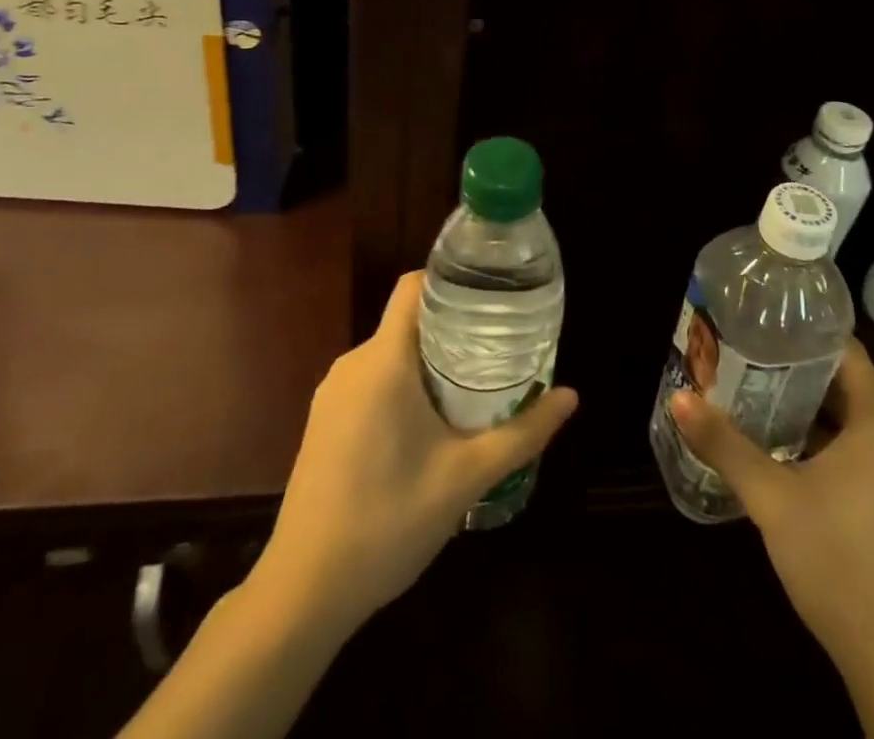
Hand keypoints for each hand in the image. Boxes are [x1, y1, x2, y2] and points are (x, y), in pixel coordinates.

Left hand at [259, 271, 578, 635]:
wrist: (303, 592)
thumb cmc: (388, 522)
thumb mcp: (466, 477)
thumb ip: (522, 433)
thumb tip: (571, 396)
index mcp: (383, 361)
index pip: (413, 286)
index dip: (451, 280)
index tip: (491, 295)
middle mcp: (352, 364)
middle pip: (408, 321)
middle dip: (453, 328)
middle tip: (498, 348)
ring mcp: (332, 394)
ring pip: (390, 353)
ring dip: (429, 361)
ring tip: (474, 385)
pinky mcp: (323, 422)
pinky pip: (371, 381)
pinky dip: (403, 385)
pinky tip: (429, 425)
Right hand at [671, 341, 873, 671]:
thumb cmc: (838, 560)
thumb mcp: (771, 497)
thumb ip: (724, 444)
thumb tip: (678, 398)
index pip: (844, 351)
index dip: (802, 333)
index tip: (761, 324)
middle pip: (846, 384)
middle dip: (795, 372)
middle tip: (745, 357)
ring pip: (852, 422)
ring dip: (809, 410)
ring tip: (756, 394)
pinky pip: (862, 452)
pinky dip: (826, 443)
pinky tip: (785, 451)